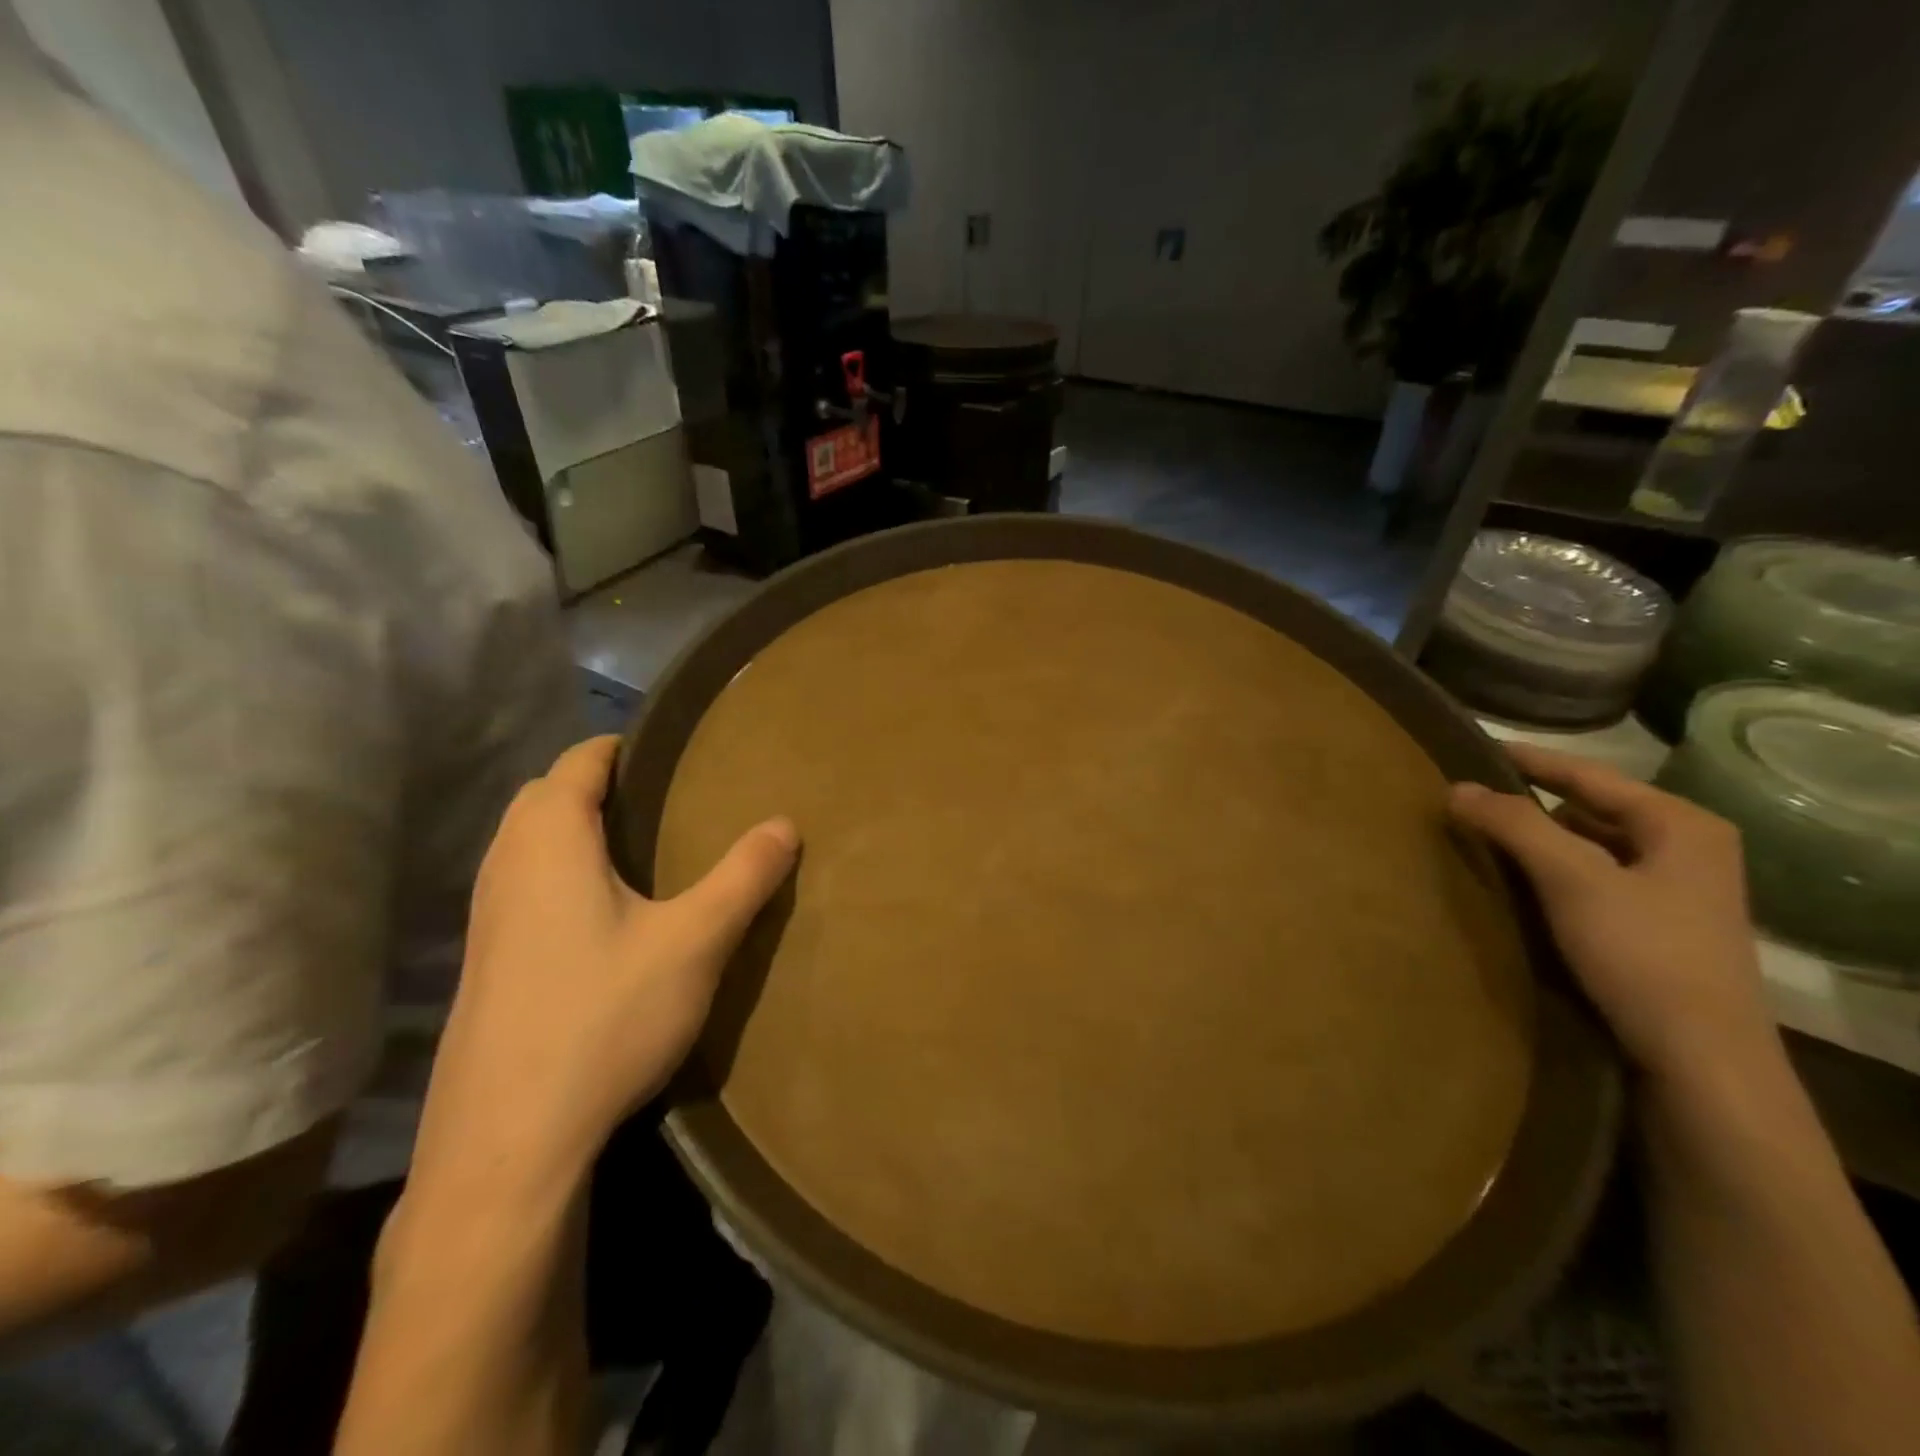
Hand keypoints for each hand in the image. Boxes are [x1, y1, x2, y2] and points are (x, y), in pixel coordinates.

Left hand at [410, 736, 798, 1187]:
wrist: (509, 1142)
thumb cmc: (604, 1018)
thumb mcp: (694, 942)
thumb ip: (743, 877)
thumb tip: (784, 824)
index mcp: (548, 842)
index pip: (578, 761)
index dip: (621, 746)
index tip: (670, 750)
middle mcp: (504, 867)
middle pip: (543, 797)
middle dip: (596, 785)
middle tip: (663, 801)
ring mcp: (484, 920)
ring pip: (526, 845)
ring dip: (573, 831)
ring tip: (639, 852)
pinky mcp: (484, 965)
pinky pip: (521, 887)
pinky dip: (558, 874)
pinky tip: (603, 918)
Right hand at [1448, 743, 1774, 1082]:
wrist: (1701, 1059)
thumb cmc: (1642, 953)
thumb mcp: (1571, 878)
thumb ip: (1513, 824)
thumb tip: (1454, 787)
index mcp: (1680, 824)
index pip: (1589, 774)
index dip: (1529, 760)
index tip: (1474, 747)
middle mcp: (1686, 848)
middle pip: (1590, 809)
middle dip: (1529, 803)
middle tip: (1468, 798)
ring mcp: (1676, 891)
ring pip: (1590, 846)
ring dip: (1538, 841)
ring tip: (1482, 837)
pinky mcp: (1658, 927)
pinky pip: (1592, 879)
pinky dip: (1552, 873)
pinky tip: (1518, 884)